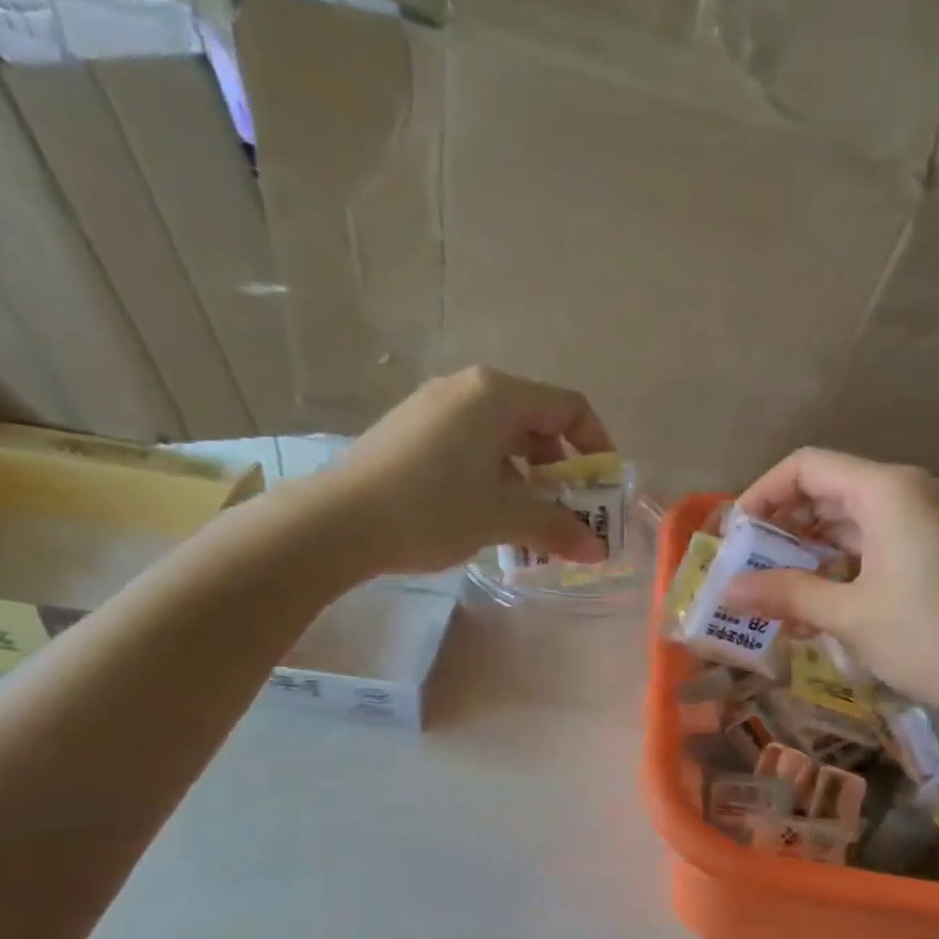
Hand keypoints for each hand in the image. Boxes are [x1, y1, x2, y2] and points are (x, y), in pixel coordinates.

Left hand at [322, 366, 616, 575]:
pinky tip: (485, 513)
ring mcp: (434, 406)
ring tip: (527, 522)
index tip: (600, 489)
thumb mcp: (503, 518)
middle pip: (536, 420)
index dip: (596, 446)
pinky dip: (493, 474)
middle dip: (560, 469)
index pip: (570, 406)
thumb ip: (556, 528)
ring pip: (501, 436)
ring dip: (526, 478)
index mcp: (497, 394)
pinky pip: (470, 444)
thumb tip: (598, 551)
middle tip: (566, 512)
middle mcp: (467, 387)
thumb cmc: (433, 508)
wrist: (338, 522)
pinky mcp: (410, 429)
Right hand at [724, 448, 938, 729]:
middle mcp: (905, 494)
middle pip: (826, 492)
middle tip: (749, 568)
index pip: (806, 467)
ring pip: (848, 524)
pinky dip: (838, 570)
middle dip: (782, 529)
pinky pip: (872, 547)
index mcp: (885, 491)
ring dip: (807, 556)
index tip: (736, 535)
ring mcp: (923, 524)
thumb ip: (785, 594)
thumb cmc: (929, 637)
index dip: (763, 494)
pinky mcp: (933, 554)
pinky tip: (815, 610)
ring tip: (774, 597)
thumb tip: (727, 591)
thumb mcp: (848, 615)